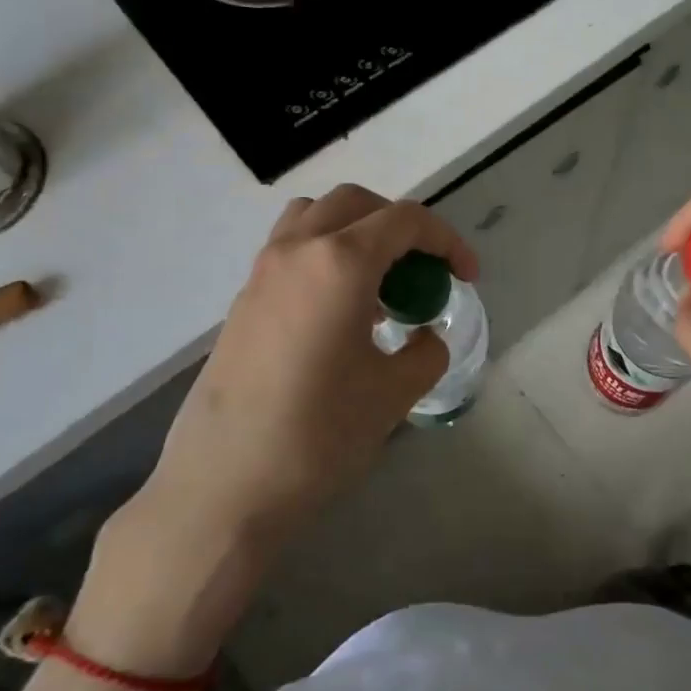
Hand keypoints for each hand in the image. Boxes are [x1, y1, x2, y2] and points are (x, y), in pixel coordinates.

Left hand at [75, 186, 474, 673]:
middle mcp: (296, 251)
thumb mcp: (393, 394)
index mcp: (339, 263)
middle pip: (356, 204)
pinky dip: (326, 258)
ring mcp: (262, 273)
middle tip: (422, 270)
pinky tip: (341, 315)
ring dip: (356, 234)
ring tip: (378, 286)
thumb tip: (424, 337)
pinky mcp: (242, 302)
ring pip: (314, 218)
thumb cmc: (319, 435)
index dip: (447, 241)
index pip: (405, 221)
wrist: (224, 487)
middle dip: (400, 226)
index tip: (467, 277)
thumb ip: (424, 352)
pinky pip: (291, 252)